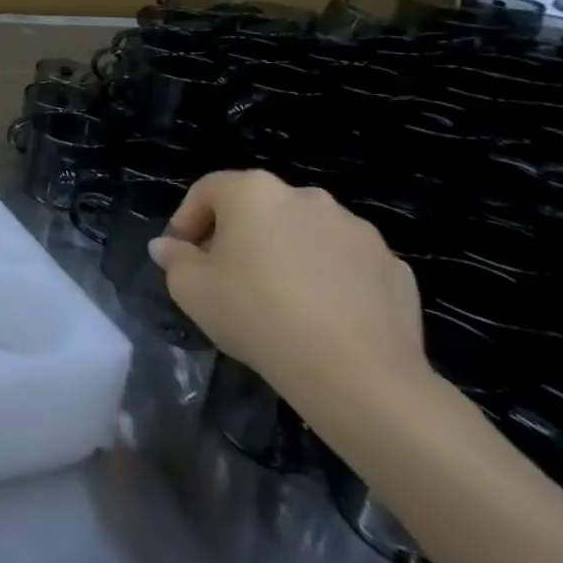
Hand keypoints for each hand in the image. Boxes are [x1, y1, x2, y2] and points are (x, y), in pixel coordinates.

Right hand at [148, 170, 425, 400]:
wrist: (355, 371)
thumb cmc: (256, 314)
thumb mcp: (190, 289)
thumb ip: (175, 259)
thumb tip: (168, 247)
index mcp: (253, 192)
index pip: (207, 190)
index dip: (187, 220)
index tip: (182, 255)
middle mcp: (306, 197)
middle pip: (259, 207)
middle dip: (239, 234)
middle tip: (226, 275)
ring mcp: (357, 230)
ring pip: (305, 232)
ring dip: (286, 252)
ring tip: (278, 298)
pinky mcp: (394, 267)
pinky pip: (345, 263)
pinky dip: (329, 278)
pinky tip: (321, 315)